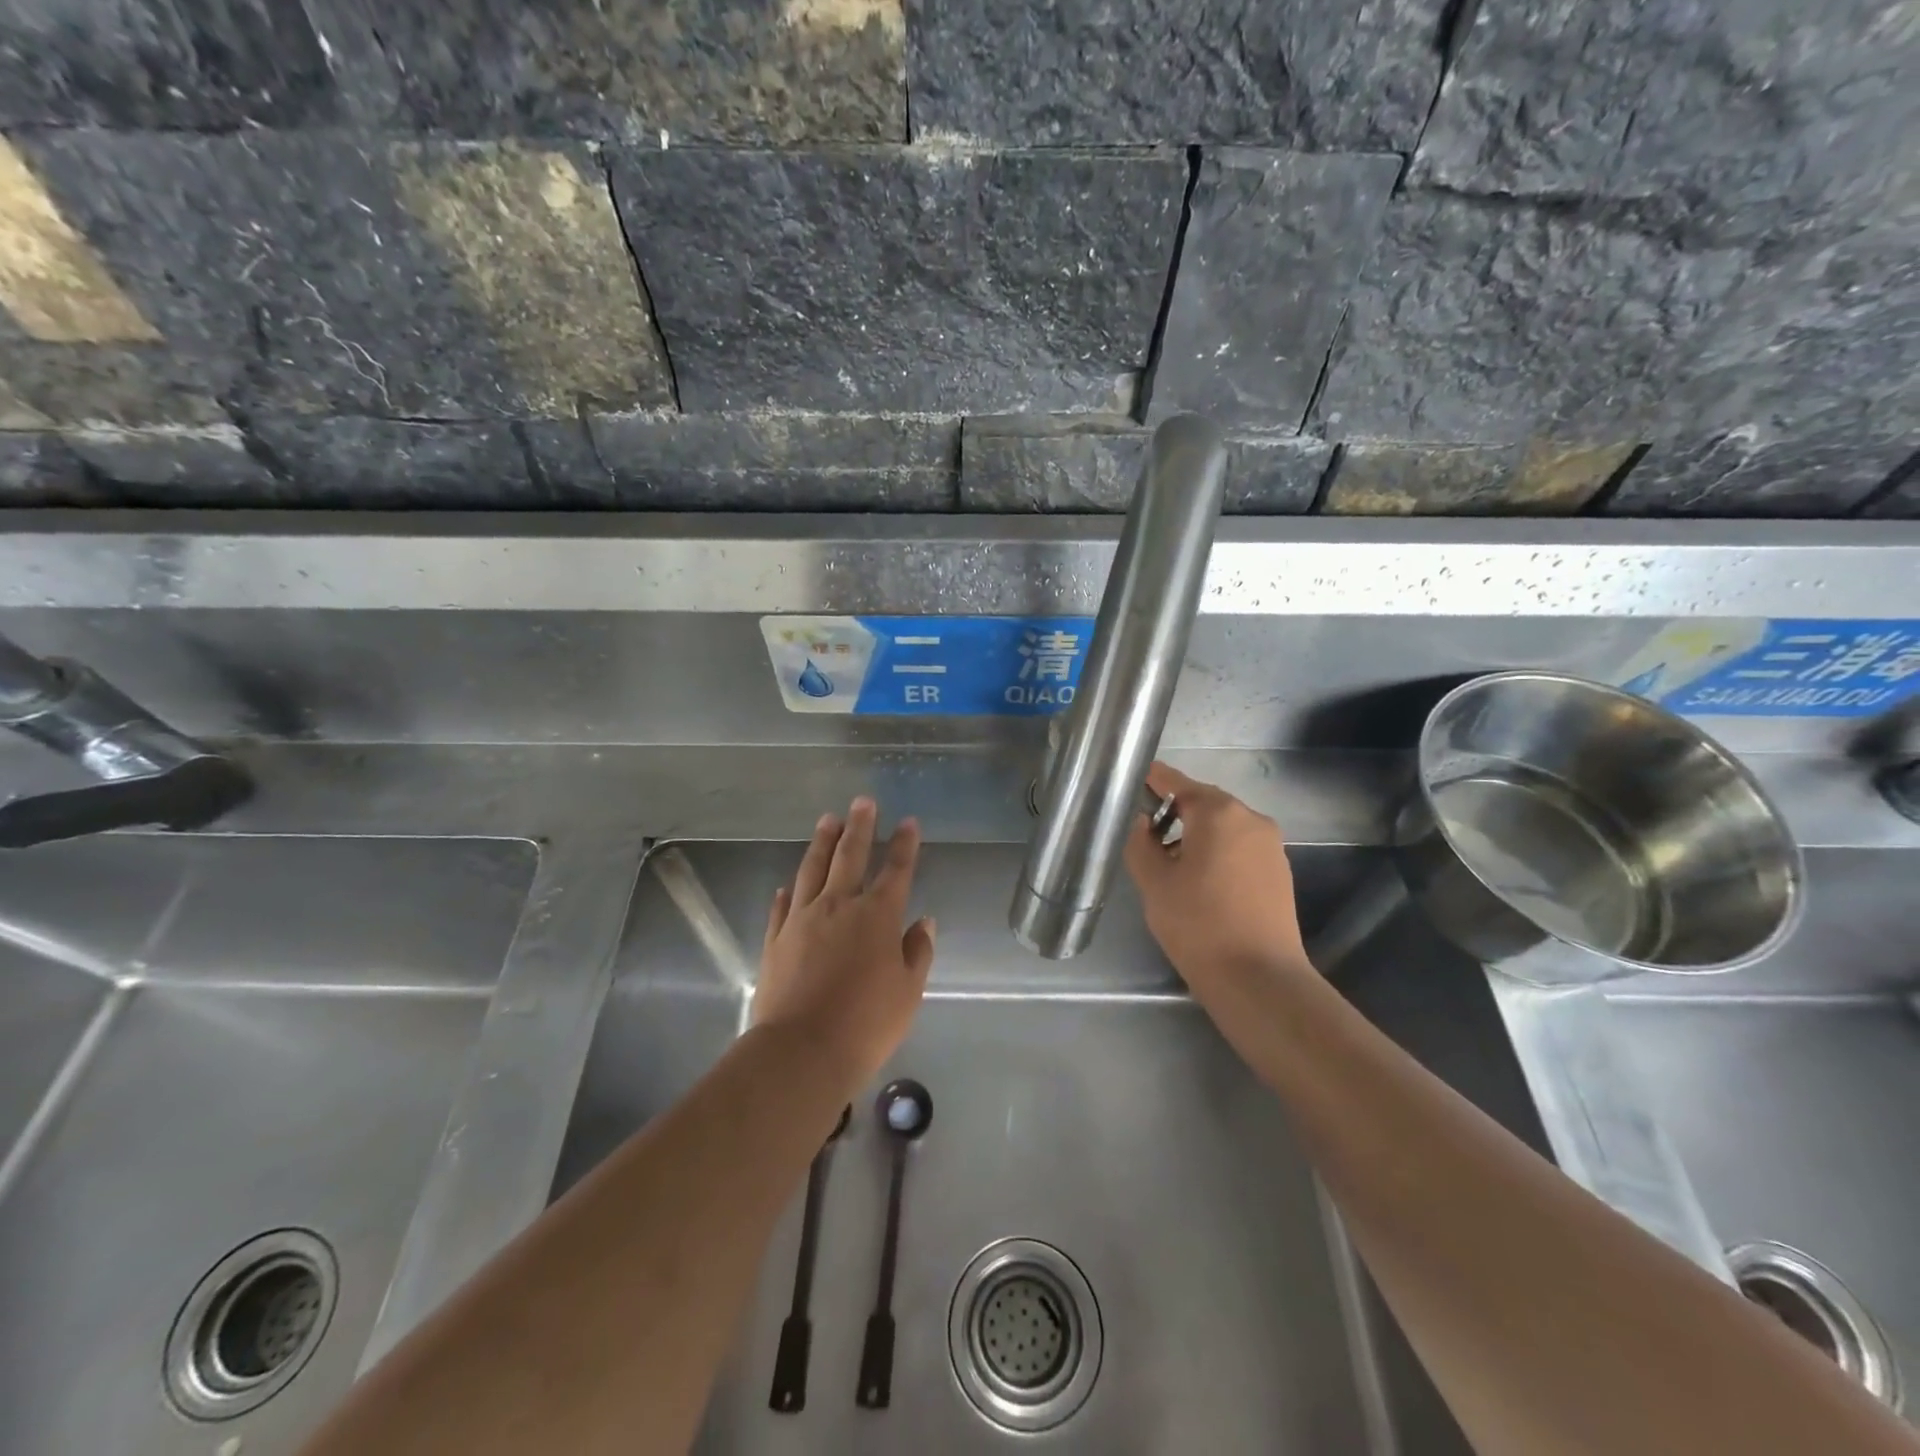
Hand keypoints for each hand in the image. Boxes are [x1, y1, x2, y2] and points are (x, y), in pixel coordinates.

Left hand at [753, 797, 935, 1085]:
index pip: (896, 870)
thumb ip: (917, 951)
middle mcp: (839, 906)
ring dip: (822, 843)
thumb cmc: (866, 1023)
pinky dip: (788, 892)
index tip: (908, 821)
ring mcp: (802, 920)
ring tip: (827, 820)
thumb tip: (923, 922)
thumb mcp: (907, 991)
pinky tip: (788, 883)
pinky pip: (782, 907)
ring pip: (812, 870)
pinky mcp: (776, 939)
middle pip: (850, 856)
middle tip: (862, 801)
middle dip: (859, 827)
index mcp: (877, 916)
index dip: (904, 844)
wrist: (802, 1051)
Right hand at [1124, 763, 1316, 1004]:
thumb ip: (1140, 843)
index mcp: (1218, 812)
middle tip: (1145, 833)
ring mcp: (1270, 845)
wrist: (1259, 978)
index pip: (1176, 782)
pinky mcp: (1280, 872)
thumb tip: (1142, 822)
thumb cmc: (1198, 923)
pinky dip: (1218, 852)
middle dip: (1174, 811)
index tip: (1131, 779)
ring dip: (1196, 834)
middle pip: (1204, 802)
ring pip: (1224, 826)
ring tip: (1170, 863)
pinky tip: (1201, 882)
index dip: (1152, 779)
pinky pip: (1240, 848)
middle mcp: (1250, 818)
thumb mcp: (1153, 882)